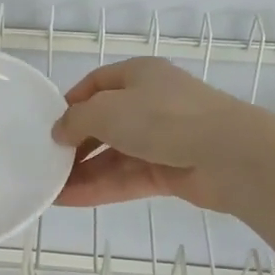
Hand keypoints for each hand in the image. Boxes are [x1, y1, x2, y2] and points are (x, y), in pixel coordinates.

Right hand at [51, 58, 258, 211]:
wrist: (228, 154)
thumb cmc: (163, 117)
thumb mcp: (107, 110)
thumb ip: (76, 120)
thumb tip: (59, 132)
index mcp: (139, 74)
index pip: (97, 84)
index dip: (72, 102)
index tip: (49, 125)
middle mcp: (150, 103)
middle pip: (105, 122)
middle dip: (75, 143)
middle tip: (46, 162)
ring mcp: (162, 139)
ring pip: (115, 155)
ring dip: (83, 171)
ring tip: (49, 188)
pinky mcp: (170, 171)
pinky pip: (127, 178)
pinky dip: (100, 187)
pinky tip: (70, 200)